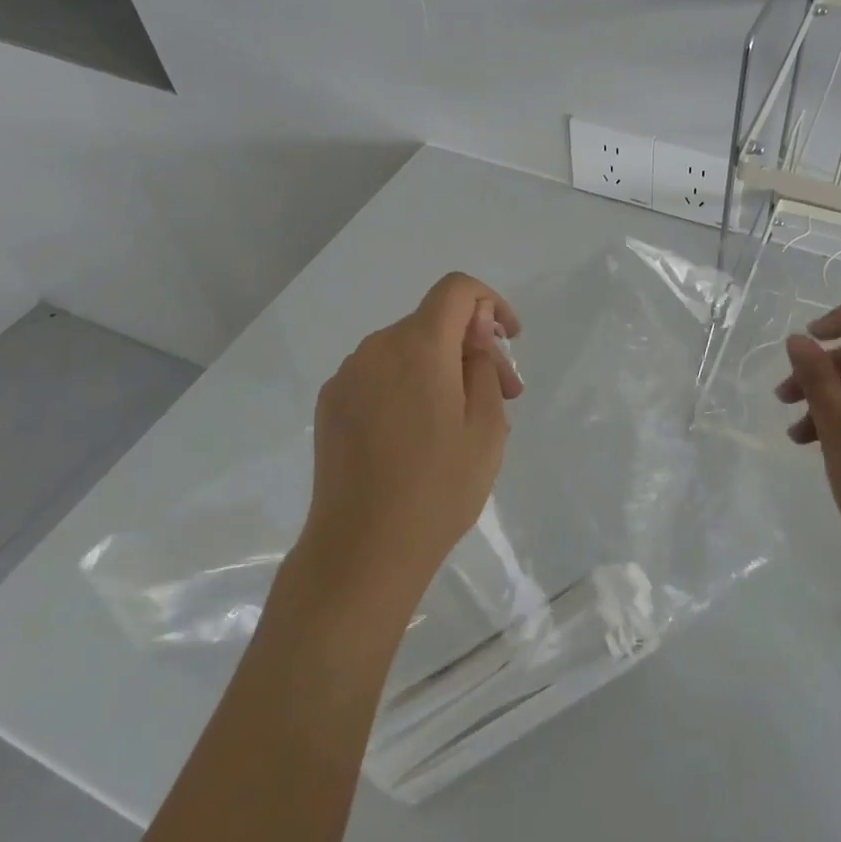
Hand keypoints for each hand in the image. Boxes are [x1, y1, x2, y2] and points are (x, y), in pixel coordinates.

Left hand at [297, 272, 523, 618]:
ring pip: (408, 351)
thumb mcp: (486, 425)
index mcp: (418, 346)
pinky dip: (411, 386)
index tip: (510, 339)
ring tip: (466, 423)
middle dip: (475, 347)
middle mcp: (376, 348)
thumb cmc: (438, 489)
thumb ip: (484, 362)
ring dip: (444, 369)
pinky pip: (381, 376)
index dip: (491, 301)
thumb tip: (475, 326)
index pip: (457, 290)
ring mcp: (347, 377)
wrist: (361, 551)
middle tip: (506, 396)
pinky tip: (423, 435)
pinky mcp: (331, 405)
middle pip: (435, 323)